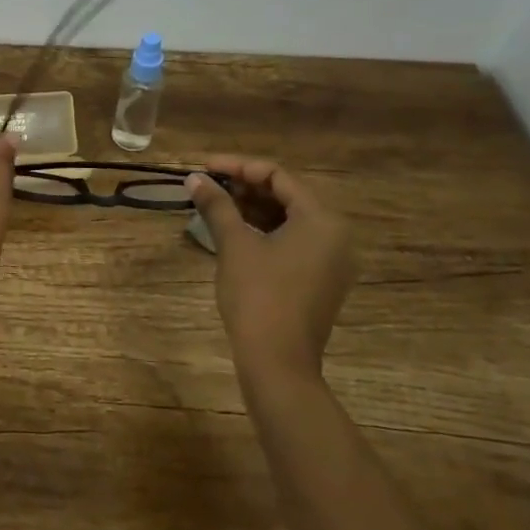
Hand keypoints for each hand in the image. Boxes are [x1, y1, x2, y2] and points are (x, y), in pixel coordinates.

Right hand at [186, 157, 355, 383]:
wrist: (278, 362)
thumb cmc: (258, 296)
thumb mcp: (234, 245)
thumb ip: (216, 206)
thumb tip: (194, 178)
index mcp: (321, 220)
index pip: (278, 176)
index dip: (238, 167)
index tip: (204, 167)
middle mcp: (335, 235)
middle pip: (286, 196)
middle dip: (244, 187)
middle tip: (207, 185)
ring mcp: (330, 261)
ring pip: (288, 219)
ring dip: (252, 208)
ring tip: (214, 204)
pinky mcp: (319, 280)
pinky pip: (292, 242)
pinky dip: (263, 231)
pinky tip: (233, 231)